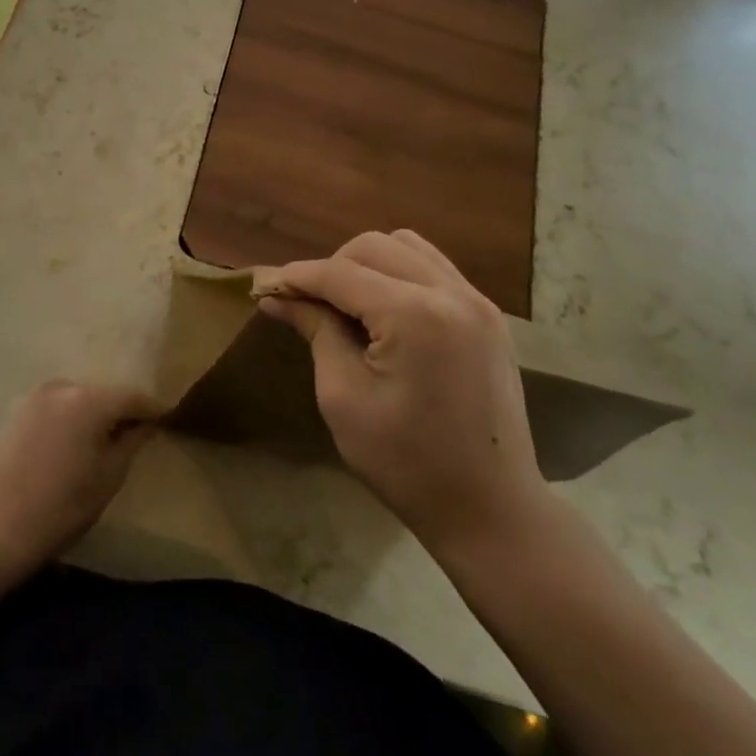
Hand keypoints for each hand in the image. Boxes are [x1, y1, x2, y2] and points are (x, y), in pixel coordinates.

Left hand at [0, 380, 161, 573]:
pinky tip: (70, 444)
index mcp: (89, 401)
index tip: (165, 418)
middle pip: (102, 394)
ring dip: (91, 414)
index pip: (131, 396)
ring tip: (100, 441)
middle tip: (133, 433)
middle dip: (119, 411)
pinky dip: (67, 420)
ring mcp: (34, 397)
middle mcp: (62, 388)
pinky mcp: (15, 412)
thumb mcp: (109, 477)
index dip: (150, 408)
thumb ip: (132, 441)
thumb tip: (145, 424)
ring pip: (76, 400)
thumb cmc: (62, 506)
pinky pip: (54, 409)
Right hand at [257, 230, 549, 554]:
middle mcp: (451, 293)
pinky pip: (434, 268)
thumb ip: (316, 332)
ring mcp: (478, 301)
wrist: (491, 509)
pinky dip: (400, 273)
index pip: (341, 274)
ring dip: (367, 264)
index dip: (298, 277)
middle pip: (374, 246)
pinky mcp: (490, 315)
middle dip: (332, 267)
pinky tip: (384, 310)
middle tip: (308, 305)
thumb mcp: (344, 399)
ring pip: (407, 247)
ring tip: (346, 305)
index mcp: (415, 315)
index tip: (265, 286)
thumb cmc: (406, 464)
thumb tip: (277, 296)